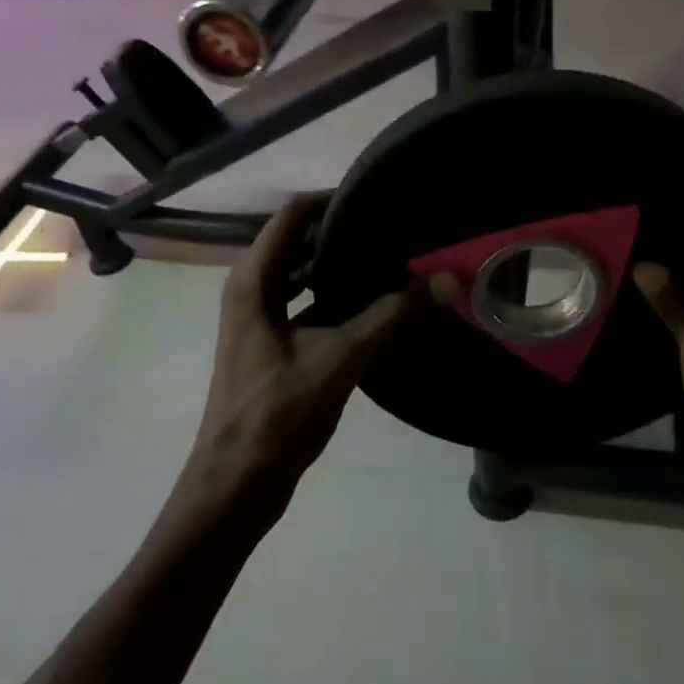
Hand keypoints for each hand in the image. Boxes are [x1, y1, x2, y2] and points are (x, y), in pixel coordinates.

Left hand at [185, 195, 423, 522]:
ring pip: (300, 273)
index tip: (377, 195)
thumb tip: (448, 279)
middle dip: (340, 230)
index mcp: (254, 281)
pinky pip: (302, 303)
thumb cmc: (277, 415)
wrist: (235, 487)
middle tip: (390, 225)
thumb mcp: (340, 358)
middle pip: (296, 240)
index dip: (331, 199)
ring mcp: (257, 319)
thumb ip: (393, 315)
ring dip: (336, 263)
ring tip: (387, 257)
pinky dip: (332, 295)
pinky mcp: (269, 345)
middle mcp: (250, 290)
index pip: (292, 215)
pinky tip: (371, 304)